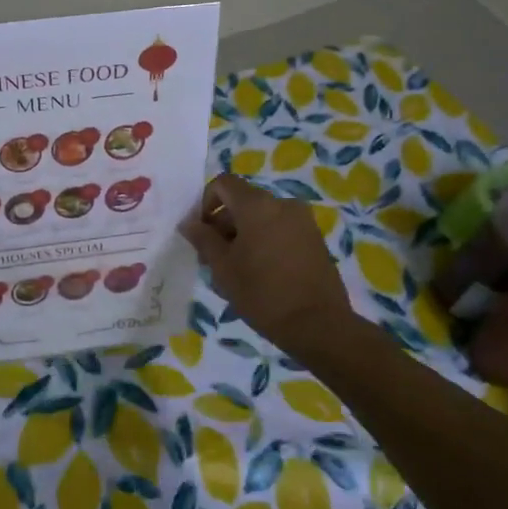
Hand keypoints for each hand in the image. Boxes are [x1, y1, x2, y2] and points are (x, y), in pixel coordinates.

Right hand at [180, 174, 358, 356]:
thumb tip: (189, 222)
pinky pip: (280, 229)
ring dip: (243, 234)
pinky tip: (260, 273)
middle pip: (243, 201)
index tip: (201, 234)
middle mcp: (282, 204)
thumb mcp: (223, 267)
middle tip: (213, 258)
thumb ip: (203, 239)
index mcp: (257, 205)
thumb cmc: (263, 293)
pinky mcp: (314, 239)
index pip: (223, 183)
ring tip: (236, 270)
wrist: (319, 325)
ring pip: (262, 217)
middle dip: (223, 224)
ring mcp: (303, 221)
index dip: (205, 203)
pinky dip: (264, 241)